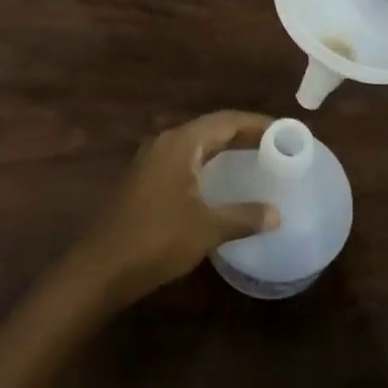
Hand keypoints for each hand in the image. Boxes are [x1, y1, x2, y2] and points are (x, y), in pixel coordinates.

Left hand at [71, 111, 279, 305]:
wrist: (103, 266)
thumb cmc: (157, 239)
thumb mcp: (207, 228)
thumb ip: (244, 216)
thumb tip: (277, 213)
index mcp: (181, 143)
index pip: (225, 120)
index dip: (256, 123)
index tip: (284, 129)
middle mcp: (166, 143)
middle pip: (211, 129)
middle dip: (243, 133)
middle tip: (276, 144)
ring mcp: (152, 160)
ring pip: (197, 144)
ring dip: (225, 148)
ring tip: (255, 157)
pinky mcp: (146, 180)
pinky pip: (185, 160)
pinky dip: (209, 163)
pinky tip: (221, 181)